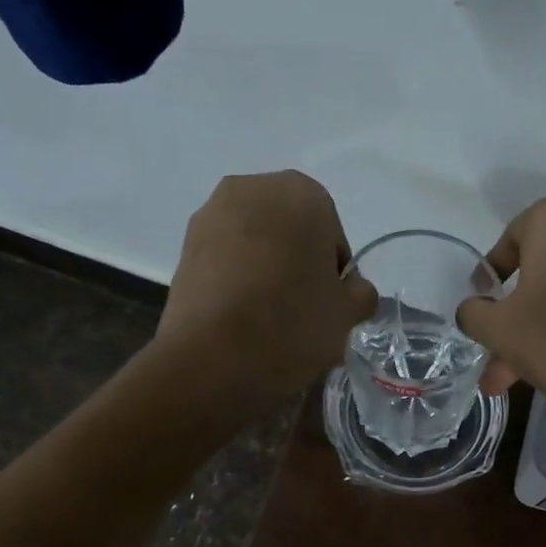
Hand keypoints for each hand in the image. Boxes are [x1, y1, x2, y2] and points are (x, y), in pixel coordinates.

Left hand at [157, 171, 377, 401]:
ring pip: (255, 243)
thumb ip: (361, 293)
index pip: (331, 233)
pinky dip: (237, 280)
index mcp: (303, 193)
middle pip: (290, 230)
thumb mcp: (348, 314)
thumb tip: (352, 290)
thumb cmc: (293, 324)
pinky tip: (241, 318)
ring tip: (269, 318)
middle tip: (302, 310)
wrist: (213, 358)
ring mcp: (211, 215)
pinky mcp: (184, 247)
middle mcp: (253, 188)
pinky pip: (225, 259)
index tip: (329, 305)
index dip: (334, 273)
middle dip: (298, 263)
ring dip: (266, 270)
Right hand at [455, 195, 545, 467]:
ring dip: (540, 329)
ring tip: (515, 377)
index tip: (482, 305)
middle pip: (542, 268)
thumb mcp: (499, 329)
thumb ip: (473, 312)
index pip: (511, 238)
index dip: (491, 276)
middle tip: (496, 353)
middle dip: (515, 317)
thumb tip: (474, 309)